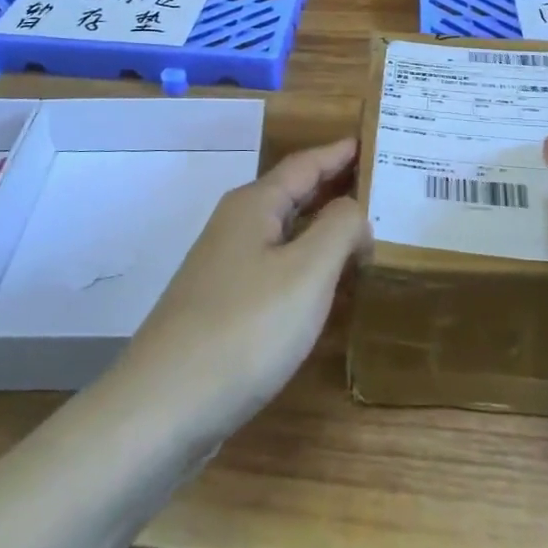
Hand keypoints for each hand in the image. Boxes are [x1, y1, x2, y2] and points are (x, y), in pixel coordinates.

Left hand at [121, 138, 369, 436]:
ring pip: (285, 232)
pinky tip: (328, 284)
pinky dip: (308, 263)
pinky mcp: (224, 305)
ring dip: (323, 226)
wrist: (165, 406)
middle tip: (383, 184)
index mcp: (254, 205)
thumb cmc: (245, 329)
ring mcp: (226, 267)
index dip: (341, 152)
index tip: (374, 141)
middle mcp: (236, 226)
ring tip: (366, 229)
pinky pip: (277, 267)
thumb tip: (355, 211)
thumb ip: (340, 228)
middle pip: (293, 194)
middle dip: (335, 186)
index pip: (306, 164)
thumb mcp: (307, 272)